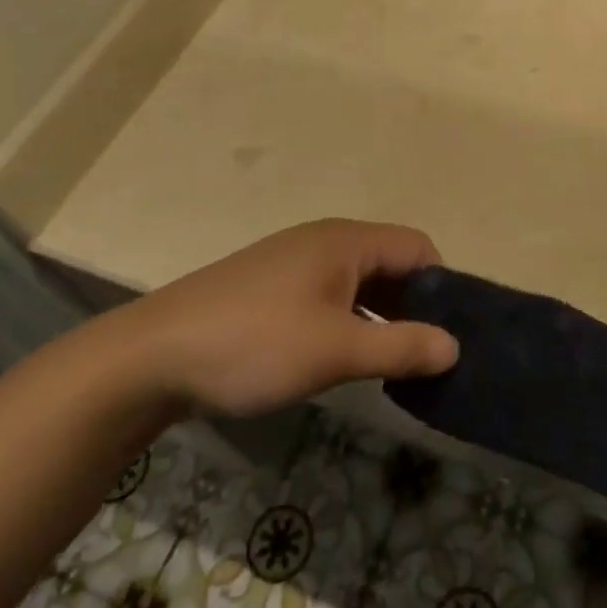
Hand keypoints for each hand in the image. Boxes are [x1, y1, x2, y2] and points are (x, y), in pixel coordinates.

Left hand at [116, 220, 457, 418]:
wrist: (151, 357)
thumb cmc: (254, 343)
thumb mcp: (336, 350)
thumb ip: (400, 347)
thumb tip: (454, 346)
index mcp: (346, 241)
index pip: (418, 248)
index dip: (443, 286)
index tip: (453, 334)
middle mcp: (324, 242)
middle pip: (390, 264)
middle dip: (414, 306)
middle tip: (430, 357)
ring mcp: (294, 265)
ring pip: (358, 285)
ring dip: (381, 318)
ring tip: (395, 366)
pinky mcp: (270, 291)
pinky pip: (329, 298)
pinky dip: (349, 324)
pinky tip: (345, 360)